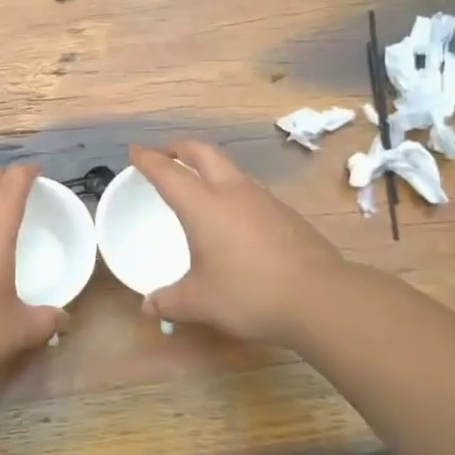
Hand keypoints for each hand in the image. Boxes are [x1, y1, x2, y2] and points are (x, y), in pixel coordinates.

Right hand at [129, 140, 352, 348]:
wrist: (319, 297)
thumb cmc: (249, 294)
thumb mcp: (200, 302)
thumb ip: (170, 301)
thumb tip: (149, 306)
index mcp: (203, 206)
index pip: (168, 172)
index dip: (148, 159)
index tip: (135, 151)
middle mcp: (232, 192)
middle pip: (202, 152)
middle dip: (179, 148)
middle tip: (165, 155)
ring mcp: (263, 199)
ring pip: (230, 168)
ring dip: (209, 166)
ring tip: (198, 183)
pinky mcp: (285, 212)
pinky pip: (249, 189)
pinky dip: (231, 188)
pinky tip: (234, 214)